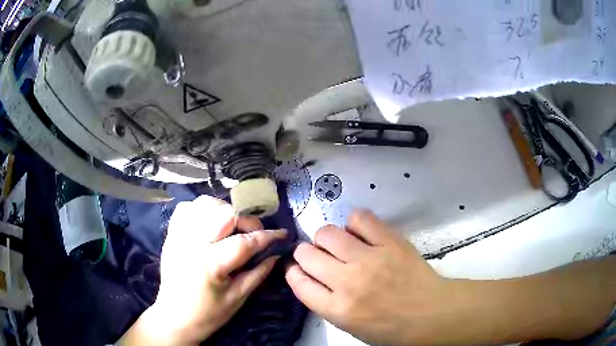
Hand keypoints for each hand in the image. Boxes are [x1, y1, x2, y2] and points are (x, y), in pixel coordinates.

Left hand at [120, 196, 285, 344]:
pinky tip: (209, 222)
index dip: (267, 236)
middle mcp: (193, 243)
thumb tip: (276, 254)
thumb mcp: (238, 298)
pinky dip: (202, 210)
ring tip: (231, 226)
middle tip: (253, 232)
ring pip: (204, 204)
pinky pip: (187, 208)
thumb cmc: (209, 313)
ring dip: (224, 210)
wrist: (175, 316)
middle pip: (224, 213)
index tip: (281, 234)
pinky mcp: (171, 234)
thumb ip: (258, 273)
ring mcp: (179, 236)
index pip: (245, 242)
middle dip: (246, 220)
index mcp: (211, 264)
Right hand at [285, 209, 451, 344]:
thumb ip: (326, 303)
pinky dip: (353, 222)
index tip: (297, 268)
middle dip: (306, 253)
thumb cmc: (391, 327)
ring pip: (327, 233)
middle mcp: (347, 281)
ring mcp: (369, 258)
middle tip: (318, 256)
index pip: (298, 282)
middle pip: (307, 254)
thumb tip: (311, 277)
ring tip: (338, 244)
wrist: (431, 313)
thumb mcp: (350, 326)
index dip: (293, 272)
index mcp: (337, 309)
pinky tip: (359, 232)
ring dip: (326, 238)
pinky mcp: (389, 241)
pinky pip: (360, 218)